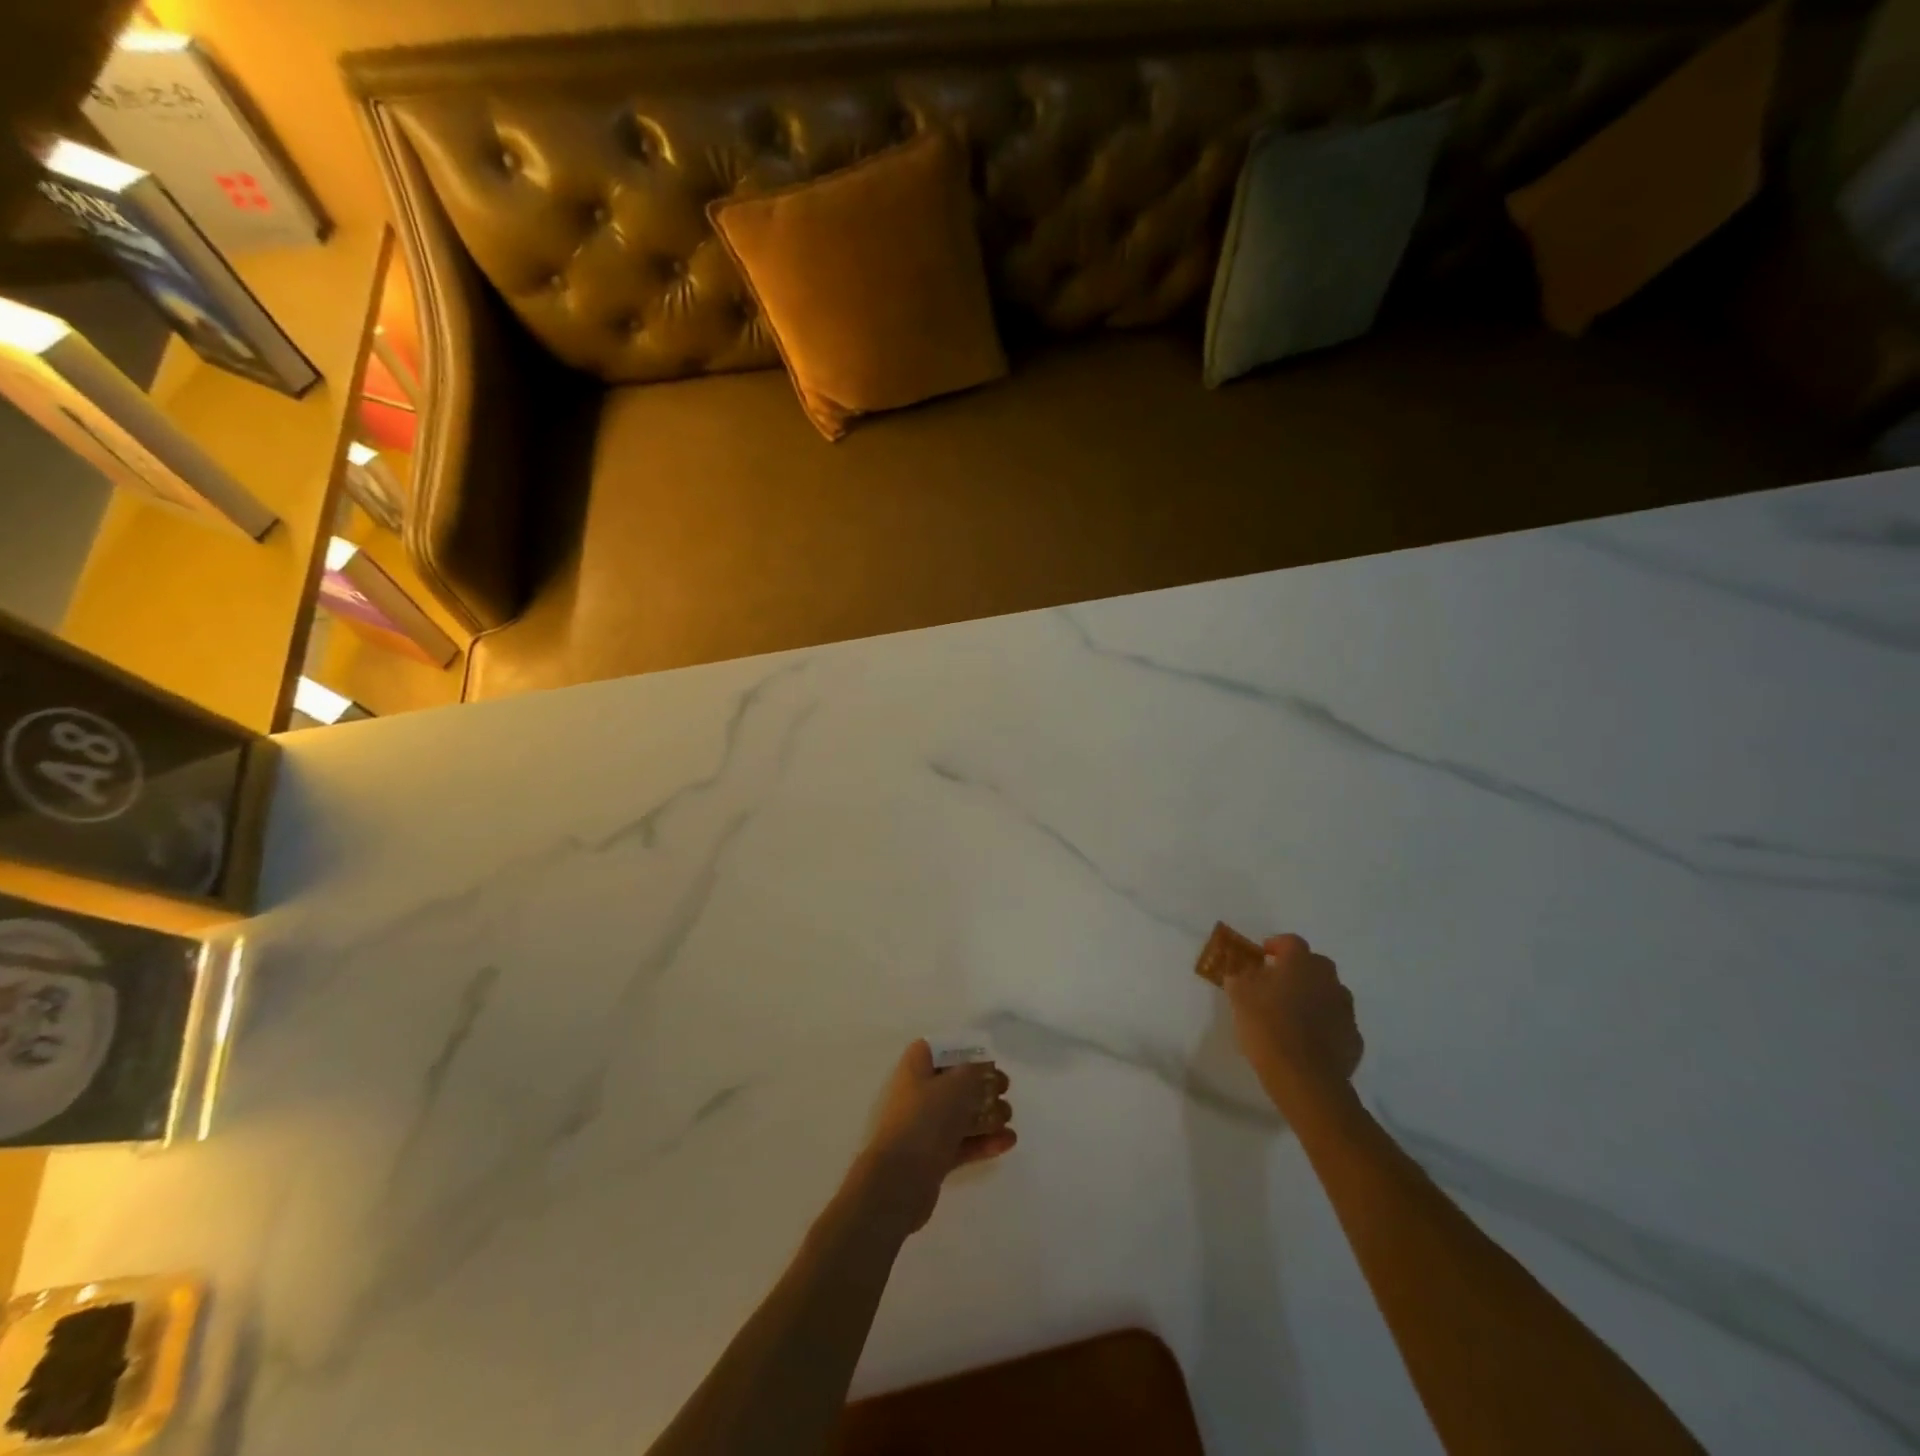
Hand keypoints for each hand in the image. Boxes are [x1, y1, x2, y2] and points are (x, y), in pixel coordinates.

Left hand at [851, 1041, 1014, 1233]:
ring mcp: (925, 1128)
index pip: (938, 1050)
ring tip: (1008, 1119)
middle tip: (1005, 1090)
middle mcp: (918, 1095)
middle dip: (982, 1086)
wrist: (900, 1181)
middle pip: (955, 1084)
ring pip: (961, 1115)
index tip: (988, 1060)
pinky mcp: (933, 1158)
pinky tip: (1008, 1141)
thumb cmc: (926, 1121)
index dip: (963, 1052)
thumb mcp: (957, 1086)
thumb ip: (976, 1073)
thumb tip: (986, 1073)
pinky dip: (984, 1141)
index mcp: (915, 1069)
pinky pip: (962, 1143)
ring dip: (987, 1115)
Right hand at [1224, 934, 1363, 1111]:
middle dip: (1298, 970)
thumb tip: (1240, 969)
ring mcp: (1345, 1010)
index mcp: (1301, 963)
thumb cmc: (1267, 1026)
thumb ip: (1239, 976)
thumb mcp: (1239, 995)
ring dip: (1313, 996)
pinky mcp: (1353, 1038)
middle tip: (1277, 983)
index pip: (1291, 941)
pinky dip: (1324, 1024)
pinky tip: (1308, 1040)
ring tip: (1293, 1013)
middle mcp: (1329, 980)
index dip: (1276, 945)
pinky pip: (1336, 1022)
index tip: (1263, 954)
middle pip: (1315, 965)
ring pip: (1329, 993)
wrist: (1305, 1078)